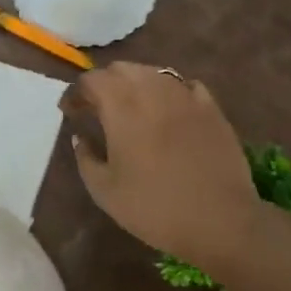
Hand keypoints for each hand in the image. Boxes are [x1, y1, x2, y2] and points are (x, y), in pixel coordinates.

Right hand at [64, 63, 262, 268]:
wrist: (221, 220)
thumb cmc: (155, 207)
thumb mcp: (105, 192)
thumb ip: (86, 158)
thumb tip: (80, 137)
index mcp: (121, 106)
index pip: (91, 80)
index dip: (76, 92)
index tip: (69, 110)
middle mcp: (152, 90)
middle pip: (121, 69)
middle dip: (104, 83)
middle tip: (97, 107)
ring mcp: (185, 95)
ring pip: (153, 73)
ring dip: (135, 84)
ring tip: (132, 108)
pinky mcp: (211, 107)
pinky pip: (185, 86)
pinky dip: (169, 92)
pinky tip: (169, 110)